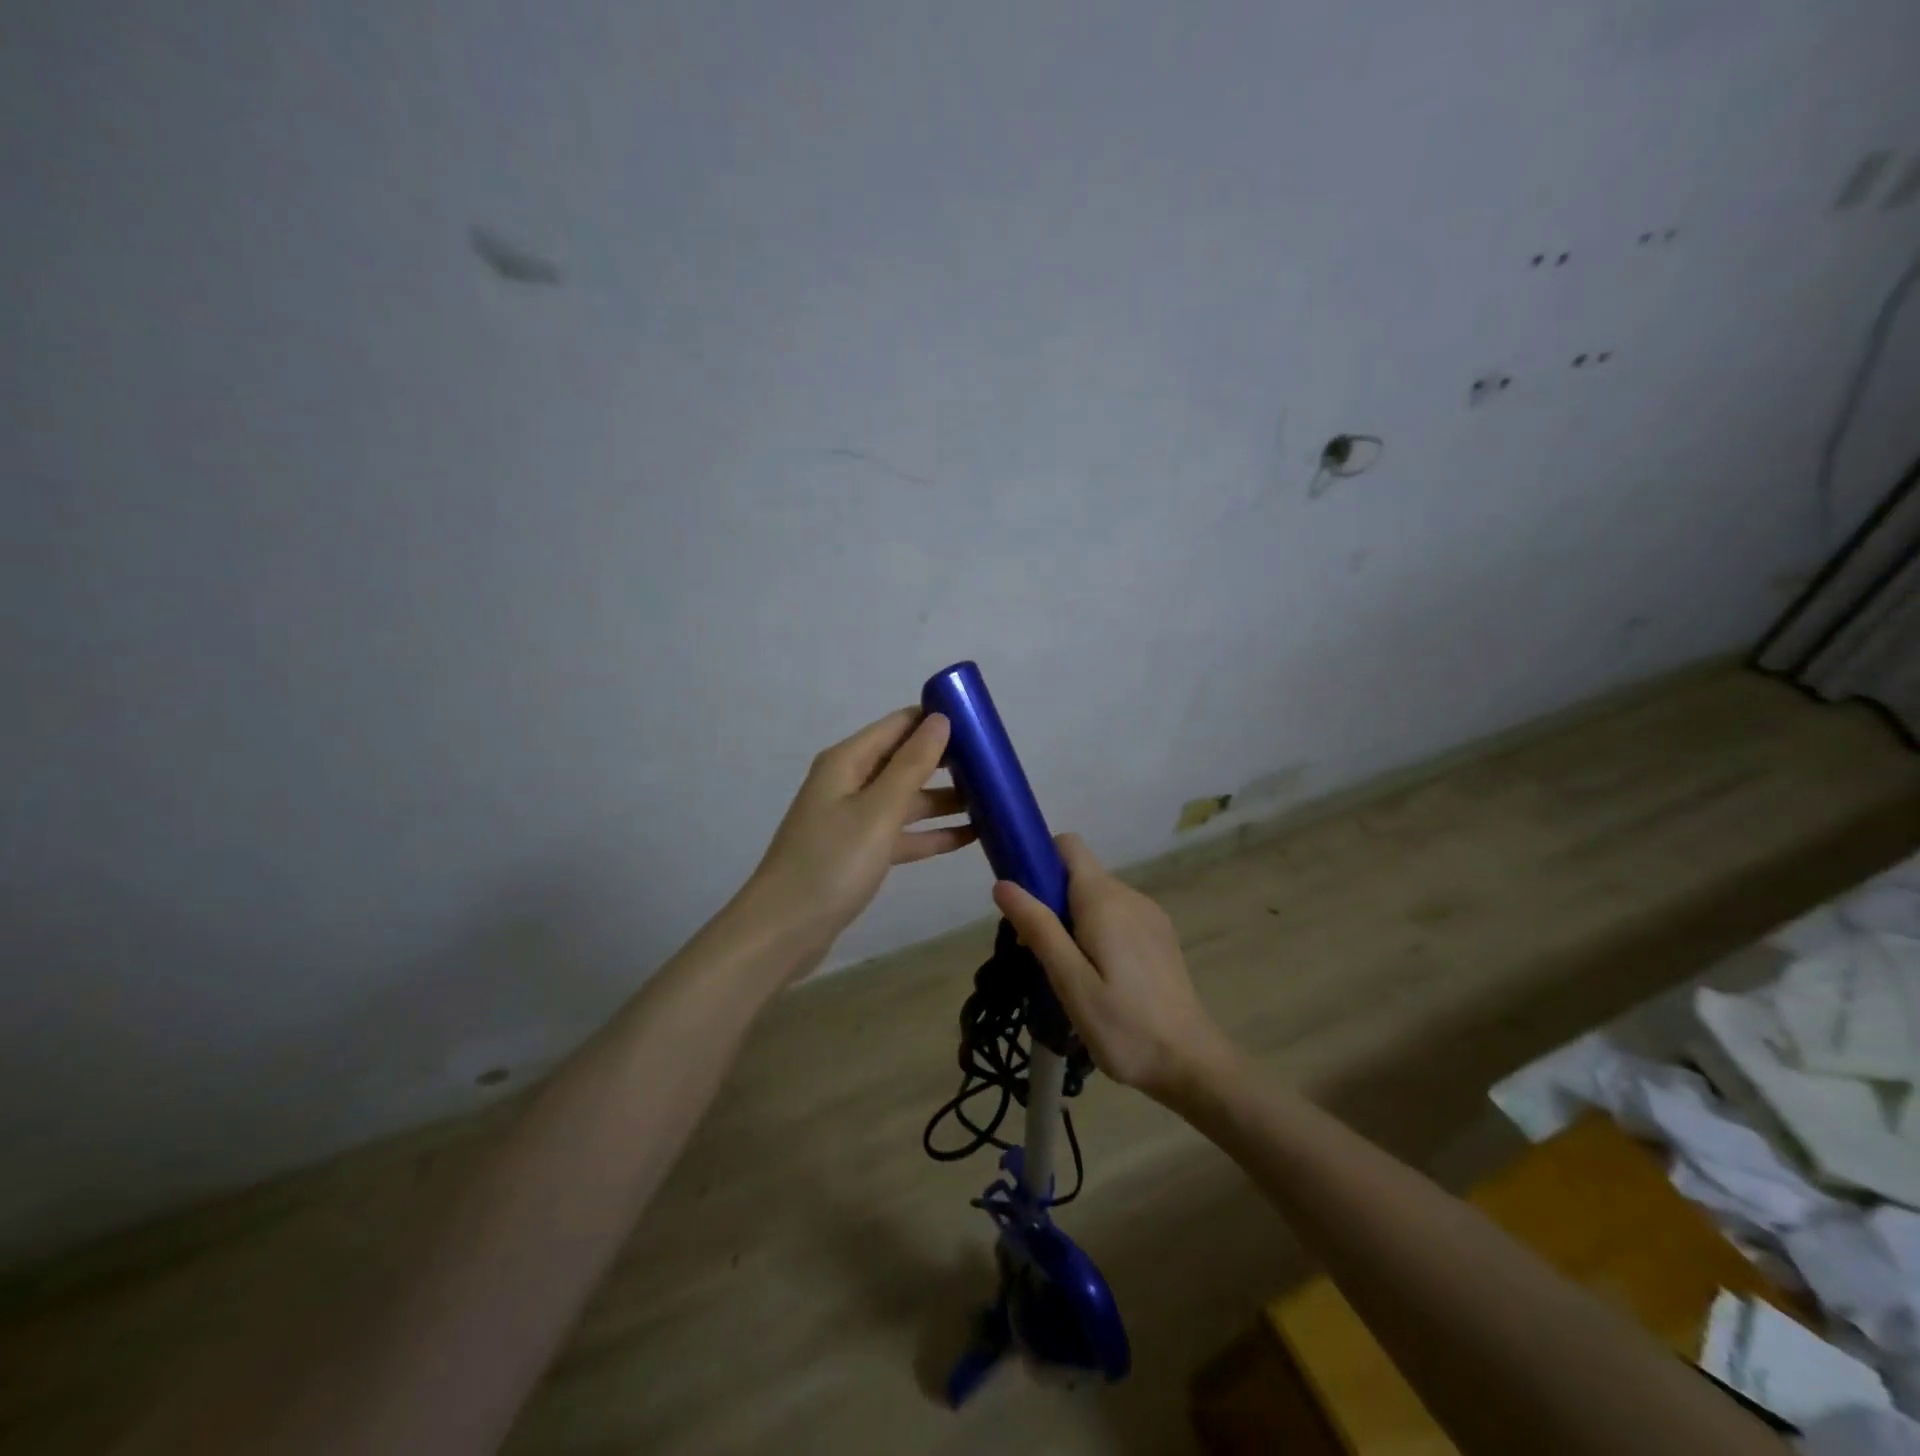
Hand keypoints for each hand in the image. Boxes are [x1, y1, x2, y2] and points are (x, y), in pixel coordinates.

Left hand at [748, 708, 976, 952]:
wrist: (784, 930)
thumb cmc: (831, 862)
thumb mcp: (878, 810)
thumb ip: (912, 765)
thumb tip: (941, 719)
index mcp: (847, 762)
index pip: (899, 725)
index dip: (936, 720)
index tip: (982, 725)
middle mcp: (850, 783)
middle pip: (905, 761)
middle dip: (947, 761)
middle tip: (995, 766)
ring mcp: (854, 819)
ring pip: (907, 799)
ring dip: (945, 800)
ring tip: (993, 800)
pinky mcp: (860, 852)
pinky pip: (903, 833)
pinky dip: (932, 834)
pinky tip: (970, 837)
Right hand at [993, 833, 1236, 1103]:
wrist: (1191, 1063)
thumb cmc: (1124, 1026)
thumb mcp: (1071, 982)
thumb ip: (1039, 928)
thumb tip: (1003, 884)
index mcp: (1105, 900)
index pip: (1068, 845)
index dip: (1039, 858)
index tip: (1021, 898)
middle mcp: (1129, 895)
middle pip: (1078, 874)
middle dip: (1049, 900)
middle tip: (1036, 954)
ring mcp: (1149, 914)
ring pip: (1096, 897)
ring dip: (1071, 920)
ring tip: (1066, 973)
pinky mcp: (1159, 935)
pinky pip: (1116, 915)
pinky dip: (1096, 931)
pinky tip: (1097, 977)